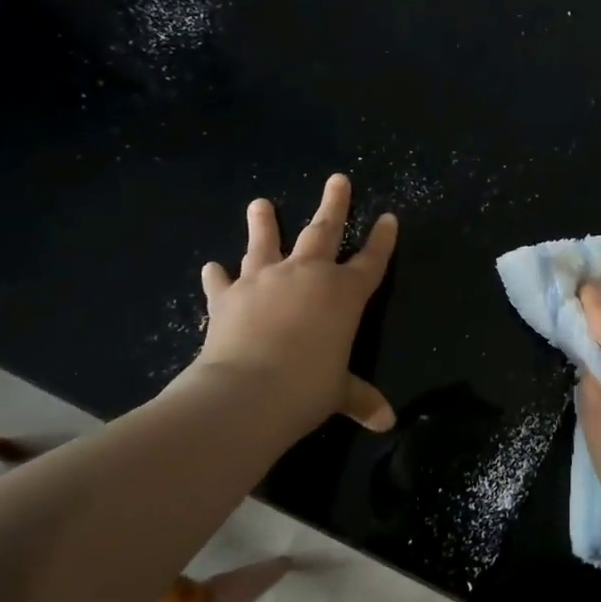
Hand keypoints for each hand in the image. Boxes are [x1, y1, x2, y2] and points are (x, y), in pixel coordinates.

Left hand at [190, 173, 397, 436]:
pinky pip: (222, 281)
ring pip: (267, 242)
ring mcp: (266, 280)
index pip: (371, 259)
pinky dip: (217, 275)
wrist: (246, 392)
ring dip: (264, 222)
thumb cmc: (308, 388)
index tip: (388, 217)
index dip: (382, 239)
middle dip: (334, 204)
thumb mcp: (340, 393)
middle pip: (324, 230)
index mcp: (344, 293)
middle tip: (338, 179)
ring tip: (259, 203)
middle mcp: (308, 275)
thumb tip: (387, 422)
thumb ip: (360, 399)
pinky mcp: (229, 296)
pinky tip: (212, 267)